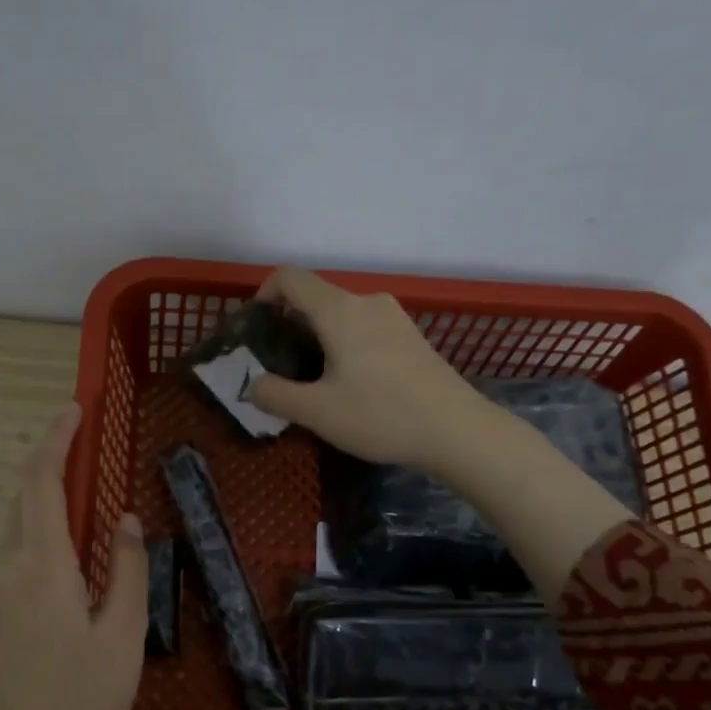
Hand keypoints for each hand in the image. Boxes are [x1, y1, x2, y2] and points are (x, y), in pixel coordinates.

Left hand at [0, 402, 147, 709]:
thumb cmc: (81, 698)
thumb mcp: (122, 634)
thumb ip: (126, 570)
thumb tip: (124, 519)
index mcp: (40, 566)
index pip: (41, 483)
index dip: (56, 441)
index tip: (74, 410)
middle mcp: (7, 569)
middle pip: (24, 498)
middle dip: (51, 462)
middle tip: (86, 444)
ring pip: (18, 527)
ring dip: (46, 499)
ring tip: (86, 492)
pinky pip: (17, 554)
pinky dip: (42, 531)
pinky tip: (70, 549)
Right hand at [246, 268, 631, 603]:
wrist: (458, 430)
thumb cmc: (381, 416)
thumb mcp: (317, 412)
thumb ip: (275, 395)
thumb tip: (252, 385)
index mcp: (339, 311)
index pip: (290, 278)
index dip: (263, 295)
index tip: (255, 330)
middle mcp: (367, 302)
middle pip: (315, 298)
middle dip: (289, 325)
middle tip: (279, 367)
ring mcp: (394, 317)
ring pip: (341, 315)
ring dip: (317, 338)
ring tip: (313, 380)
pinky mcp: (411, 336)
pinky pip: (364, 328)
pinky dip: (344, 344)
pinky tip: (350, 384)